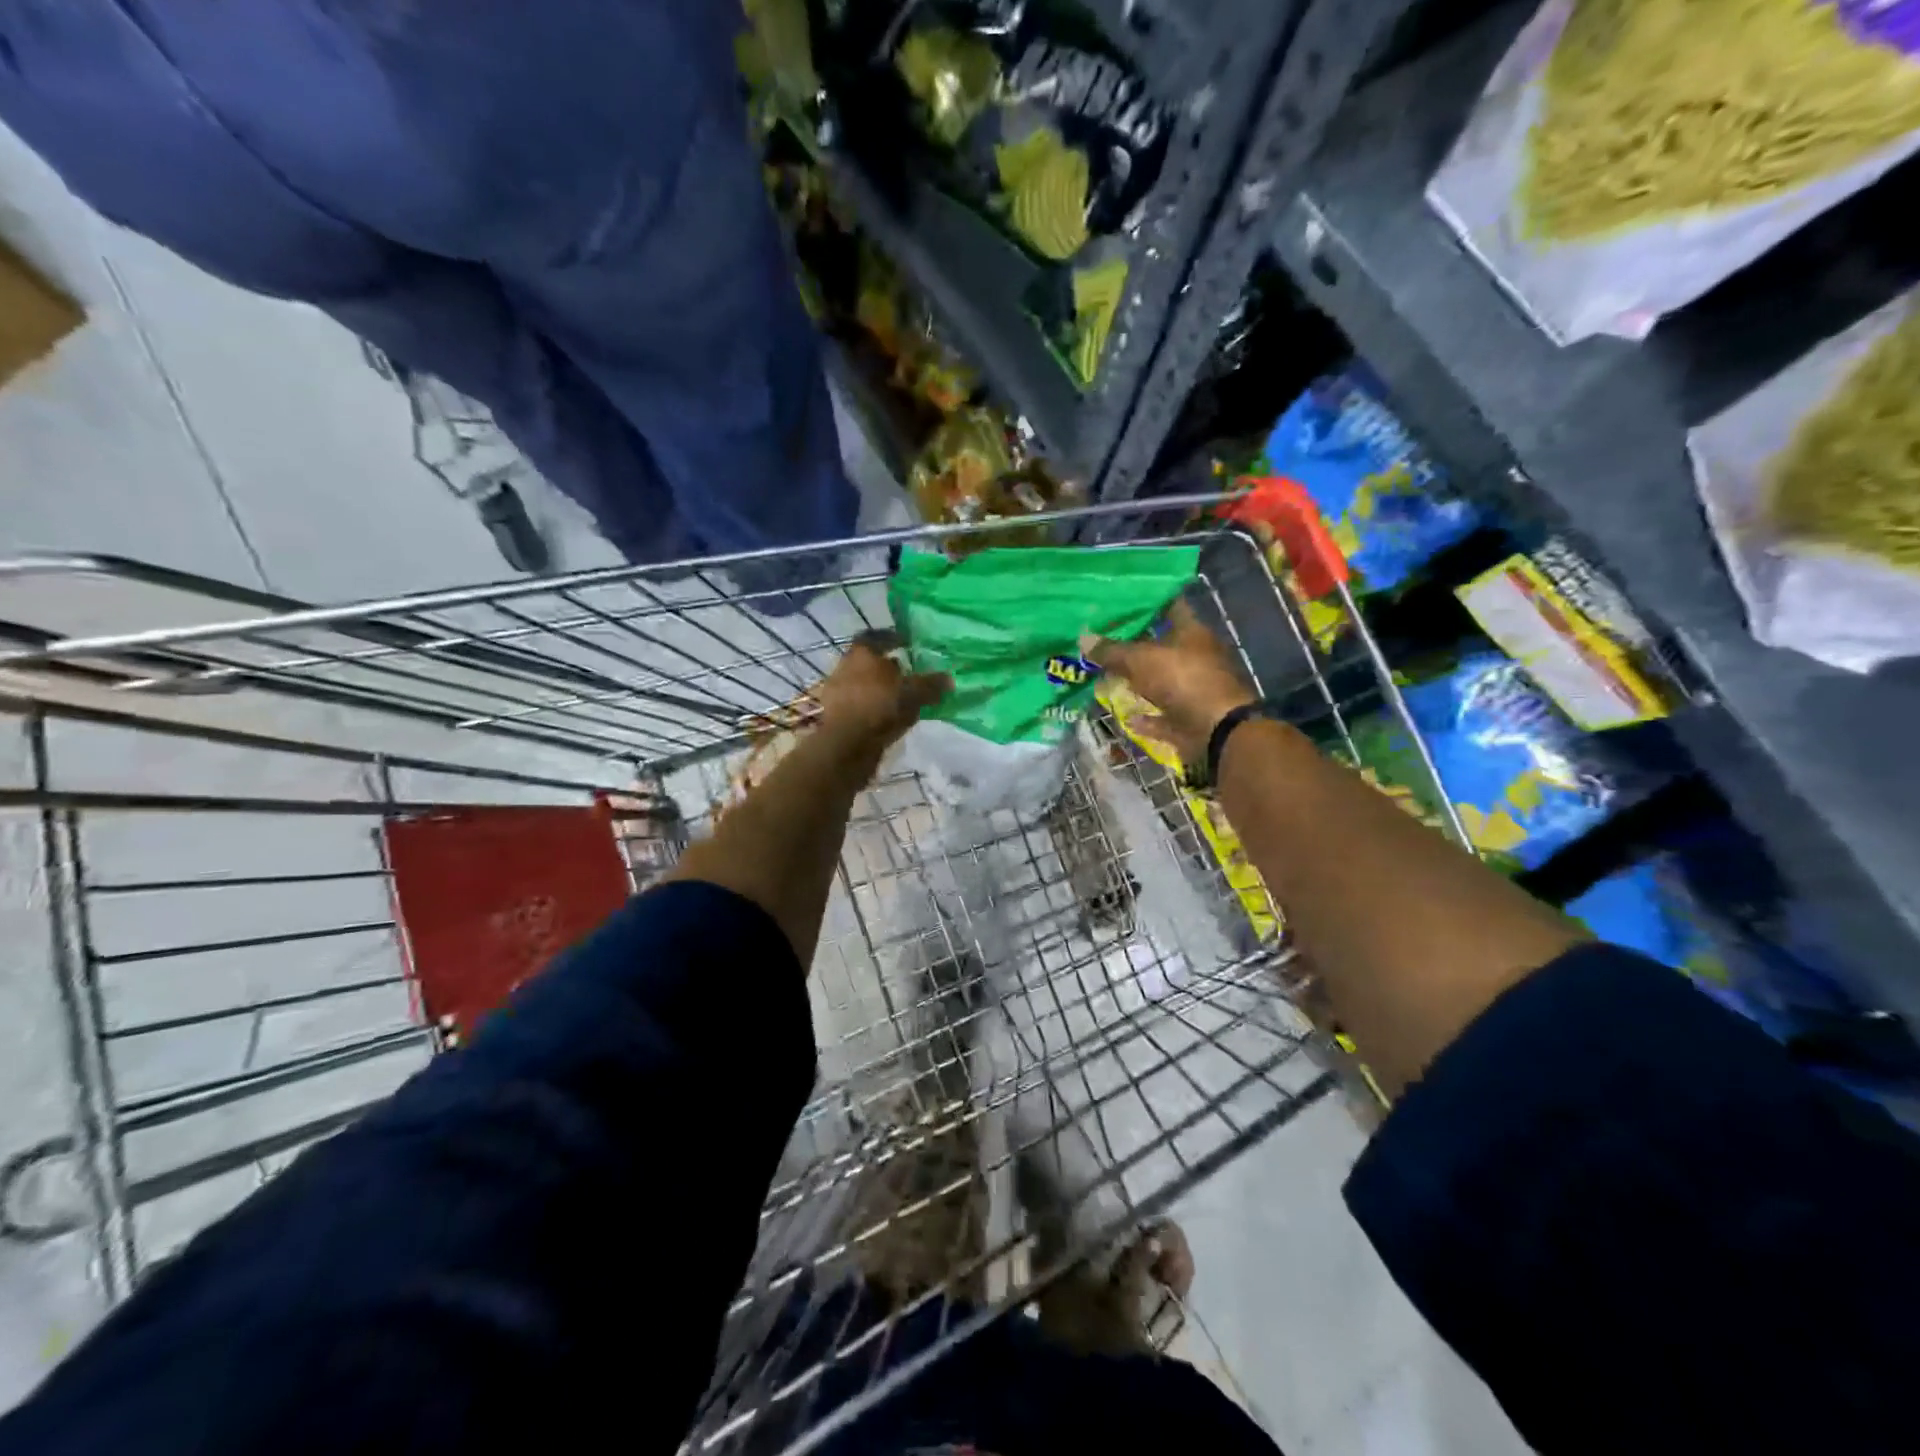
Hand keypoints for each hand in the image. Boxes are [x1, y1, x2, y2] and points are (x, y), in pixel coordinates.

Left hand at [812, 632, 951, 750]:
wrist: (845, 743)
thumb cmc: (879, 706)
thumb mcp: (912, 693)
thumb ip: (930, 685)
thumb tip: (949, 679)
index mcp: (862, 653)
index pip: (877, 637)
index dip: (893, 638)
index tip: (907, 643)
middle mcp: (845, 667)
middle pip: (869, 662)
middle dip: (888, 668)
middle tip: (908, 674)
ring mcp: (837, 692)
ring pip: (864, 685)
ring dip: (881, 690)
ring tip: (902, 699)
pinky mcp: (836, 716)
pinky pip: (860, 706)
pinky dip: (874, 709)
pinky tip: (888, 718)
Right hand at [1080, 601, 1255, 765]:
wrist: (1216, 732)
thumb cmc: (1183, 681)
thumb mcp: (1140, 660)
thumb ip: (1112, 650)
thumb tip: (1083, 638)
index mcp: (1192, 632)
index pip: (1169, 605)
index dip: (1146, 601)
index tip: (1119, 601)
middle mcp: (1196, 657)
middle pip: (1162, 645)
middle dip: (1134, 645)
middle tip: (1103, 640)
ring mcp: (1194, 689)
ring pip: (1161, 681)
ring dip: (1138, 682)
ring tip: (1107, 676)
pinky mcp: (1189, 718)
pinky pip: (1161, 715)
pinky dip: (1145, 716)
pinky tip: (1125, 715)